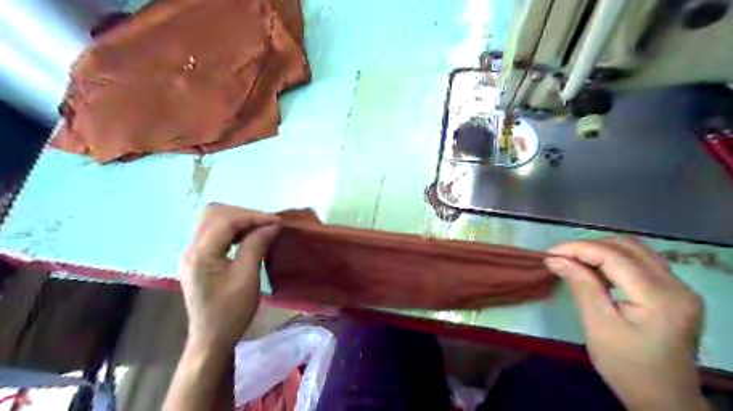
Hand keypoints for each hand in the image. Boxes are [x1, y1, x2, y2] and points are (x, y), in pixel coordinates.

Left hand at [179, 202, 280, 349]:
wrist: (212, 339)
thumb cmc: (231, 312)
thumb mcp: (247, 277)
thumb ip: (256, 246)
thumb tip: (272, 225)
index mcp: (200, 254)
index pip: (225, 220)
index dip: (253, 217)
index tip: (277, 222)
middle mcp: (192, 249)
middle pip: (214, 214)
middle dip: (244, 214)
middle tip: (267, 224)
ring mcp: (194, 254)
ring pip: (214, 221)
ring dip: (239, 220)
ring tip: (260, 229)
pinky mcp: (200, 259)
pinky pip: (216, 233)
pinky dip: (233, 230)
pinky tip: (248, 238)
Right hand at [543, 238, 709, 410]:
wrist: (664, 399)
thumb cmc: (626, 366)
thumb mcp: (598, 326)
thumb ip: (580, 286)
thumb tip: (555, 259)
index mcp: (659, 298)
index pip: (614, 256)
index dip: (578, 249)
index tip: (550, 253)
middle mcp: (677, 286)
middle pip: (628, 247)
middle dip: (589, 247)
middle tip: (561, 258)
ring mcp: (680, 288)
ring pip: (636, 250)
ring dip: (601, 250)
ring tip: (575, 262)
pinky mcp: (675, 293)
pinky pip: (641, 262)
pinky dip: (614, 260)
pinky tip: (597, 271)